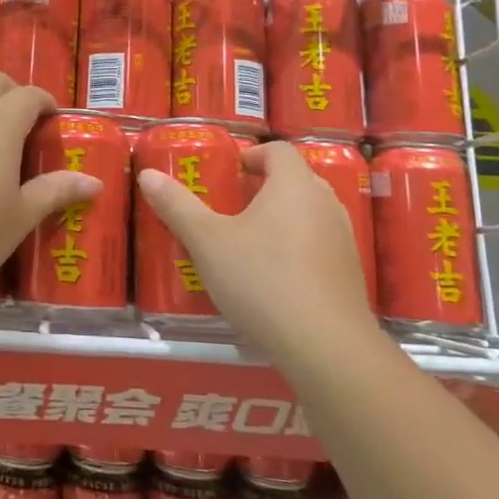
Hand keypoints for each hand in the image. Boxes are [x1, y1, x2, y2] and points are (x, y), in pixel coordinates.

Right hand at [137, 142, 375, 359]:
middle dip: (263, 189)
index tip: (229, 173)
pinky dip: (297, 251)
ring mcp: (344, 240)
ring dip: (280, 221)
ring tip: (248, 245)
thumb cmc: (263, 280)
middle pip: (295, 181)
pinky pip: (319, 247)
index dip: (252, 155)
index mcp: (294, 185)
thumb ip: (177, 207)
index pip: (278, 150)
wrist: (326, 348)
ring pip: (308, 215)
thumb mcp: (208, 243)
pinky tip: (273, 281)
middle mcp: (326, 204)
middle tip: (230, 208)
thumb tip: (148, 175)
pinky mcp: (350, 274)